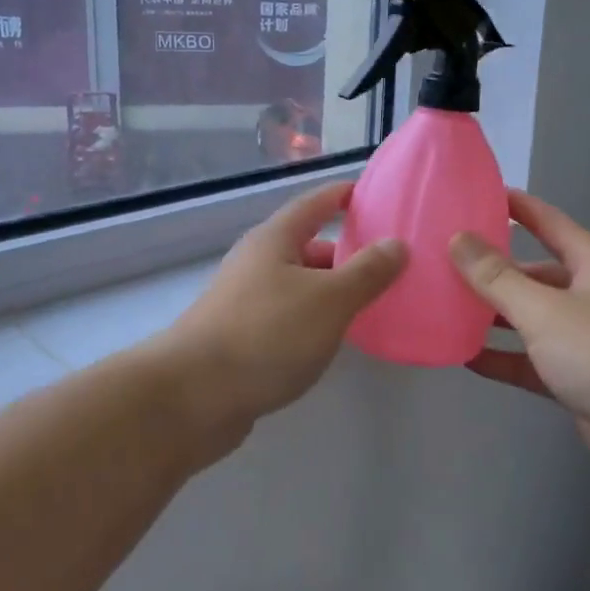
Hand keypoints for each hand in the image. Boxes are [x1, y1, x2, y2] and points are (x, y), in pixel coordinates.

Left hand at [157, 181, 406, 460]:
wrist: (192, 397)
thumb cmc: (266, 335)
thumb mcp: (329, 300)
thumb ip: (367, 272)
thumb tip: (397, 243)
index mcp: (274, 240)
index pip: (314, 203)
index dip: (342, 195)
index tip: (372, 193)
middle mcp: (255, 263)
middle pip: (306, 246)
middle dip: (344, 253)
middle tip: (386, 263)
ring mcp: (243, 302)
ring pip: (297, 285)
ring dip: (329, 291)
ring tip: (369, 305)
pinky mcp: (239, 338)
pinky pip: (287, 317)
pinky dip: (312, 320)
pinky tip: (331, 341)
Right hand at [450, 191, 589, 489]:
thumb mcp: (544, 310)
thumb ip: (497, 277)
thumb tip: (458, 238)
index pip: (546, 220)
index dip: (513, 205)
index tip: (472, 194)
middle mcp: (587, 294)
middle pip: (532, 272)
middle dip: (491, 268)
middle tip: (442, 260)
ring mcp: (583, 338)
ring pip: (528, 318)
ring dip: (492, 315)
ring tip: (442, 306)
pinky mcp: (576, 378)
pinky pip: (530, 360)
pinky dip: (502, 357)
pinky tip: (464, 357)